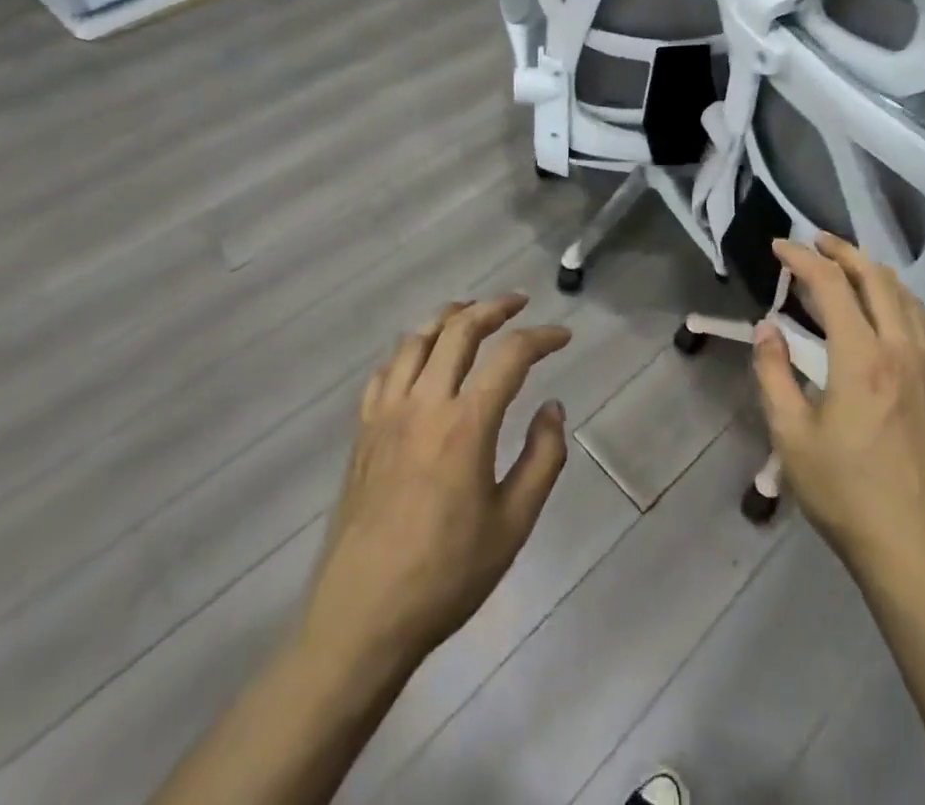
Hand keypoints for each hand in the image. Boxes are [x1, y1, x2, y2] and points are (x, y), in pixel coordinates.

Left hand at [302, 294, 570, 669]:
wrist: (361, 620)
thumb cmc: (446, 576)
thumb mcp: (514, 524)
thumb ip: (542, 457)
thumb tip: (553, 407)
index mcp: (465, 424)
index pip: (511, 355)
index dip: (542, 337)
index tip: (563, 337)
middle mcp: (424, 404)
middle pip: (459, 329)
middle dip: (494, 307)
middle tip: (519, 304)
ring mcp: (386, 415)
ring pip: (416, 339)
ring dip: (448, 317)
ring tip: (471, 314)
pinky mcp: (362, 433)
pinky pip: (385, 371)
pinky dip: (410, 350)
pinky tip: (422, 360)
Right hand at [754, 235, 924, 583]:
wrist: (916, 548)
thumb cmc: (846, 493)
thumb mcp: (791, 436)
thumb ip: (773, 373)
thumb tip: (766, 328)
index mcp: (861, 357)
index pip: (831, 285)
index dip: (802, 258)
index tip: (778, 246)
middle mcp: (900, 348)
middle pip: (875, 277)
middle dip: (842, 251)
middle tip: (813, 242)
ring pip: (905, 295)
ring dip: (873, 270)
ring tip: (847, 265)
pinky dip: (904, 299)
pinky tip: (893, 306)